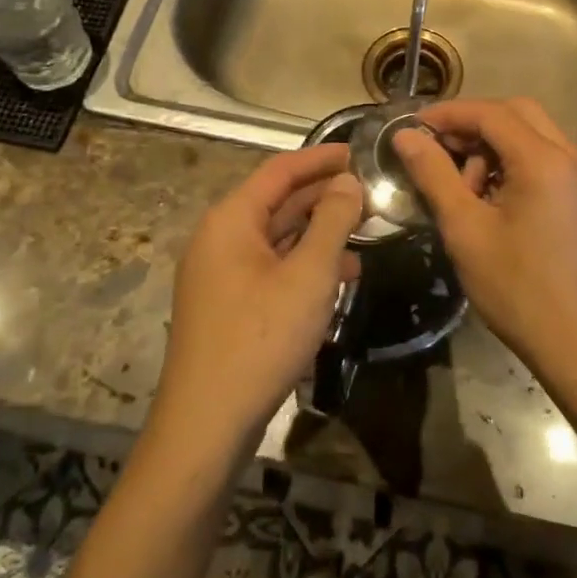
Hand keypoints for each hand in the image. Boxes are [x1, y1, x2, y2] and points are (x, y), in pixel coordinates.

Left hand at [155, 145, 363, 449]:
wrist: (206, 426)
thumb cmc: (261, 338)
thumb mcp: (309, 276)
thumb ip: (332, 221)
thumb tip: (348, 182)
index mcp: (231, 220)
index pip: (280, 170)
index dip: (321, 158)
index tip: (359, 152)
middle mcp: (219, 238)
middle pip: (277, 202)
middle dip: (324, 197)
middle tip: (370, 193)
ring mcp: (220, 274)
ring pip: (276, 238)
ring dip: (318, 233)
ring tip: (364, 234)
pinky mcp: (227, 305)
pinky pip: (270, 268)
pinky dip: (303, 265)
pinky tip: (338, 278)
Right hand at [394, 98, 576, 371]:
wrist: (576, 342)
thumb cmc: (515, 287)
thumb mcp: (465, 228)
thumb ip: (434, 173)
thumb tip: (405, 135)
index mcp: (545, 161)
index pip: (491, 114)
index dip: (449, 114)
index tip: (413, 126)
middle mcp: (571, 156)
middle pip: (516, 113)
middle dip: (473, 124)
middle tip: (438, 149)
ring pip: (532, 132)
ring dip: (493, 144)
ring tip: (463, 185)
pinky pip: (544, 155)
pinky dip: (513, 160)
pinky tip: (489, 194)